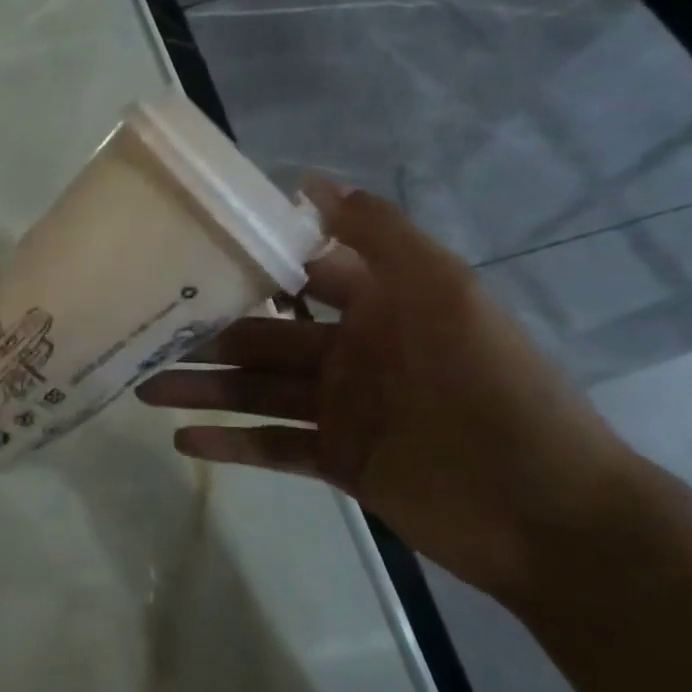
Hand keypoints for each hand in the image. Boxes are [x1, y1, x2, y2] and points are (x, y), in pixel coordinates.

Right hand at [137, 184, 638, 600]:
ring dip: (203, 388)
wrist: (548, 511)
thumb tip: (307, 180)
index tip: (187, 253)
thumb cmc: (493, 387)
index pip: (300, 275)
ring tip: (144, 388)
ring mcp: (343, 410)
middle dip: (207, 334)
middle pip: (264, 337)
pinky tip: (182, 441)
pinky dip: (230, 444)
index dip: (249, 264)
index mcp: (378, 307)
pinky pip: (272, 448)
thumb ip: (379, 234)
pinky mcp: (338, 462)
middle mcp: (353, 352)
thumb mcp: (444, 292)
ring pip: (257, 392)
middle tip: (143, 330)